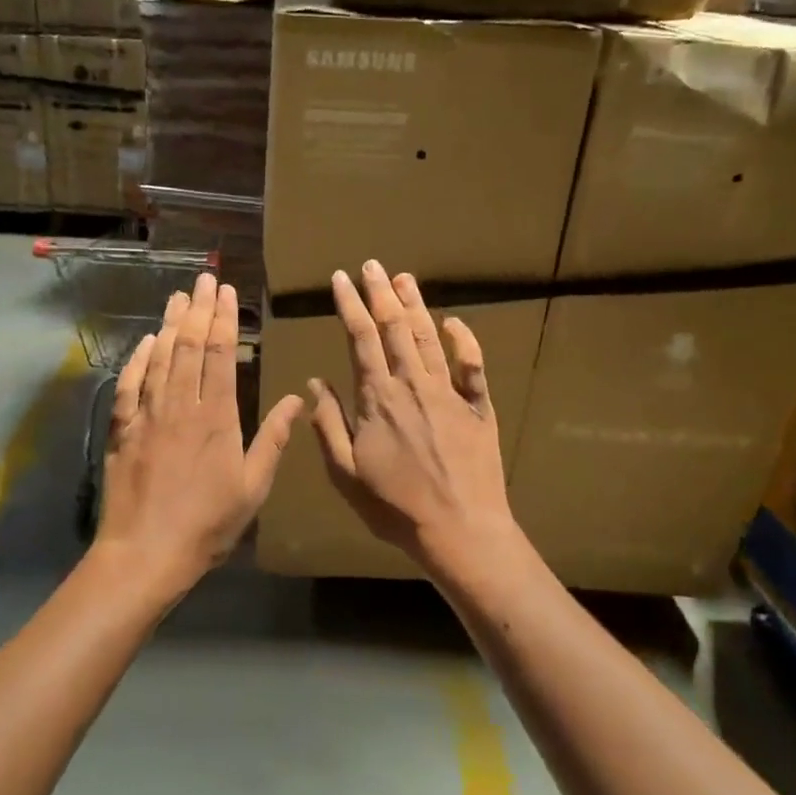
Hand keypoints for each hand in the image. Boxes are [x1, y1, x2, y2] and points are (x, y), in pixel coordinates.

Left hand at [95, 273, 302, 598]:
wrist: (145, 553)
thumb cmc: (207, 524)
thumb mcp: (253, 487)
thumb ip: (273, 440)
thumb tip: (297, 398)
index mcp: (217, 418)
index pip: (221, 355)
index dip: (223, 319)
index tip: (226, 291)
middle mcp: (181, 406)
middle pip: (190, 347)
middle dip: (199, 309)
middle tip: (204, 279)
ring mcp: (148, 415)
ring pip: (160, 358)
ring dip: (170, 324)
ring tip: (178, 296)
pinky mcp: (124, 430)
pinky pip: (130, 385)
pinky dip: (138, 359)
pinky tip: (146, 341)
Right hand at [307, 261, 517, 571]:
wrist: (460, 529)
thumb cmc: (395, 507)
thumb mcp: (346, 473)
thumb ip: (328, 425)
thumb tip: (315, 383)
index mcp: (378, 398)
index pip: (360, 339)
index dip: (349, 305)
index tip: (340, 279)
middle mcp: (414, 385)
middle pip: (395, 328)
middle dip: (380, 293)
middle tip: (371, 265)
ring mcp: (450, 393)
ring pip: (430, 338)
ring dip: (416, 306)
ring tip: (404, 278)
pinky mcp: (479, 408)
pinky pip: (473, 366)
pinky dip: (465, 341)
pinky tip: (455, 321)